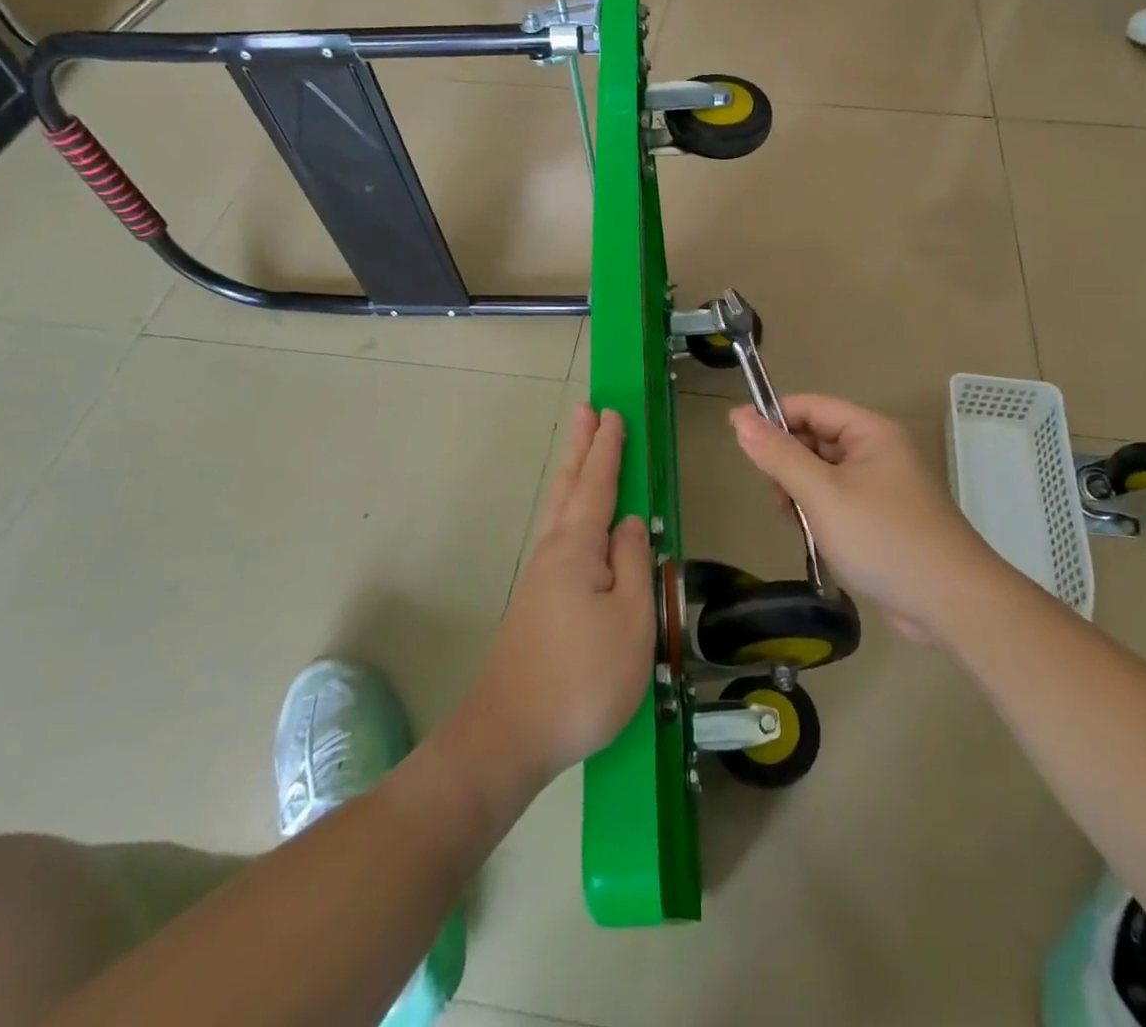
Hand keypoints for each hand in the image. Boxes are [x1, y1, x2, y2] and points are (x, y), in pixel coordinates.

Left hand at [471, 406, 653, 781]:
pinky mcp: (536, 601)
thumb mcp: (630, 621)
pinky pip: (558, 533)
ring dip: (572, 473)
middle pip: (569, 487)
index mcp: (577, 548)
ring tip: (581, 449)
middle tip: (587, 410)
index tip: (613, 413)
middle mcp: (554, 551)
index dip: (608, 449)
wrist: (511, 735)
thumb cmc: (583, 678)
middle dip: (581, 448)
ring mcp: (541, 577)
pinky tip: (573, 520)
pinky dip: (568, 507)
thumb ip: (634, 565)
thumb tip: (631, 525)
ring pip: (559, 508)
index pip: (597, 485)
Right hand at [729, 395, 995, 638]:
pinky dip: (819, 514)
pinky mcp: (882, 519)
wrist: (951, 602)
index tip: (737, 438)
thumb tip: (739, 418)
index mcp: (870, 432)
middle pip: (816, 439)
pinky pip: (838, 501)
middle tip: (774, 494)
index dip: (772, 417)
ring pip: (823, 474)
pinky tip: (814, 538)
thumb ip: (779, 455)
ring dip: (801, 492)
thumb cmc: (883, 538)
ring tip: (793, 521)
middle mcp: (878, 452)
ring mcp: (882, 487)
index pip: (810, 407)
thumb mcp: (822, 493)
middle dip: (788, 462)